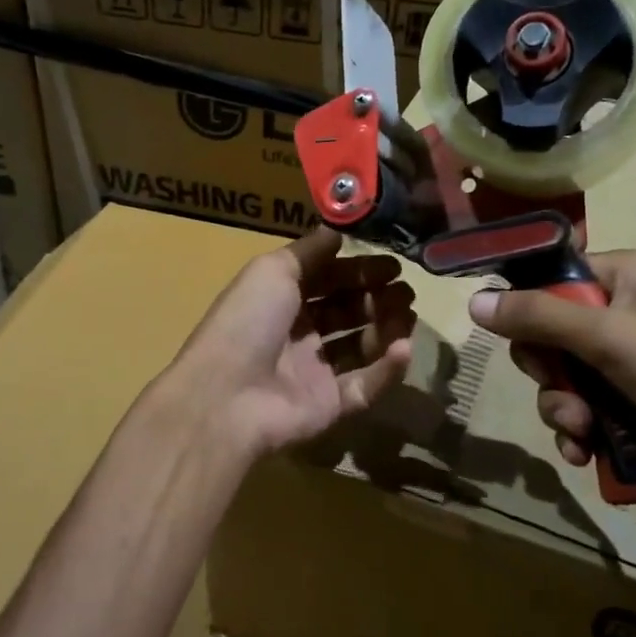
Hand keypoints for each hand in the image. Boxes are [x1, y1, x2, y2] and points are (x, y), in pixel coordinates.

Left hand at [152, 227, 414, 466]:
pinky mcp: (330, 406)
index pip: (327, 280)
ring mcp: (314, 372)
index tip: (393, 265)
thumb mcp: (272, 270)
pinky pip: (365, 385)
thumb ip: (309, 250)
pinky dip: (387, 369)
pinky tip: (404, 348)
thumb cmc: (248, 322)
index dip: (358, 271)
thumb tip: (337, 229)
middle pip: (346, 312)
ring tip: (408, 314)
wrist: (227, 397)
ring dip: (387, 329)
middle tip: (406, 291)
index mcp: (280, 300)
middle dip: (377, 298)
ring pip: (361, 347)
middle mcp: (297, 334)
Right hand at [469, 250, 635, 543]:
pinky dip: (578, 433)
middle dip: (546, 372)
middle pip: (549, 333)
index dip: (526, 304)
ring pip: (562, 378)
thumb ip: (537, 316)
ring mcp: (630, 364)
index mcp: (626, 277)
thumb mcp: (608, 336)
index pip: (553, 276)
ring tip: (581, 433)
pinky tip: (584, 454)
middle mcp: (625, 313)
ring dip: (561, 409)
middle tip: (562, 392)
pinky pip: (584, 411)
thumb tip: (473, 301)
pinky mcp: (635, 407)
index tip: (508, 333)